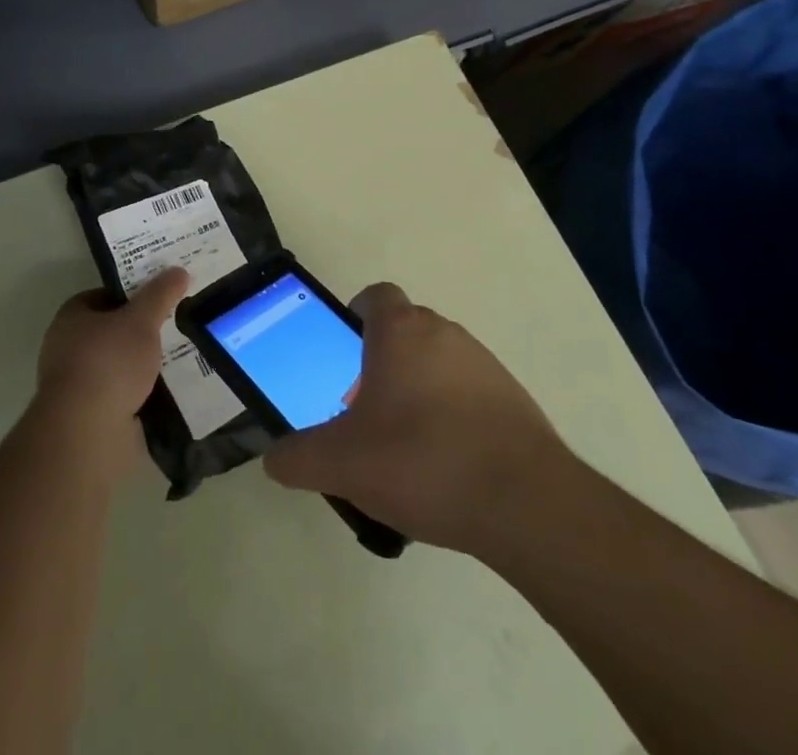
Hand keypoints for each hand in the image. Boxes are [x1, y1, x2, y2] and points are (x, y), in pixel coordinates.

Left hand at [35, 268, 188, 444]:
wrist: (86, 432)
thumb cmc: (108, 363)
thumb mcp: (142, 320)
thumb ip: (160, 294)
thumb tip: (179, 270)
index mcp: (71, 317)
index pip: (104, 295)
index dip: (132, 294)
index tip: (160, 297)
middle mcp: (67, 347)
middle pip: (111, 331)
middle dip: (140, 331)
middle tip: (173, 326)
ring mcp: (76, 384)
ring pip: (117, 365)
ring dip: (141, 365)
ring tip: (178, 358)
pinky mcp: (88, 416)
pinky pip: (121, 395)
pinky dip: (140, 393)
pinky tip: (166, 391)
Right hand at [262, 283, 575, 557]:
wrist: (524, 502)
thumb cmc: (421, 461)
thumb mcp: (341, 465)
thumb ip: (298, 458)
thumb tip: (273, 459)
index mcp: (400, 331)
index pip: (375, 296)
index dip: (356, 316)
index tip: (344, 354)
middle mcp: (443, 332)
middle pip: (405, 331)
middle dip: (382, 362)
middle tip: (365, 411)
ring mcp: (483, 363)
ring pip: (437, 362)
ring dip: (418, 389)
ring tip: (405, 447)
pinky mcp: (513, 397)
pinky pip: (469, 392)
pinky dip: (453, 415)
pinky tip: (446, 466)